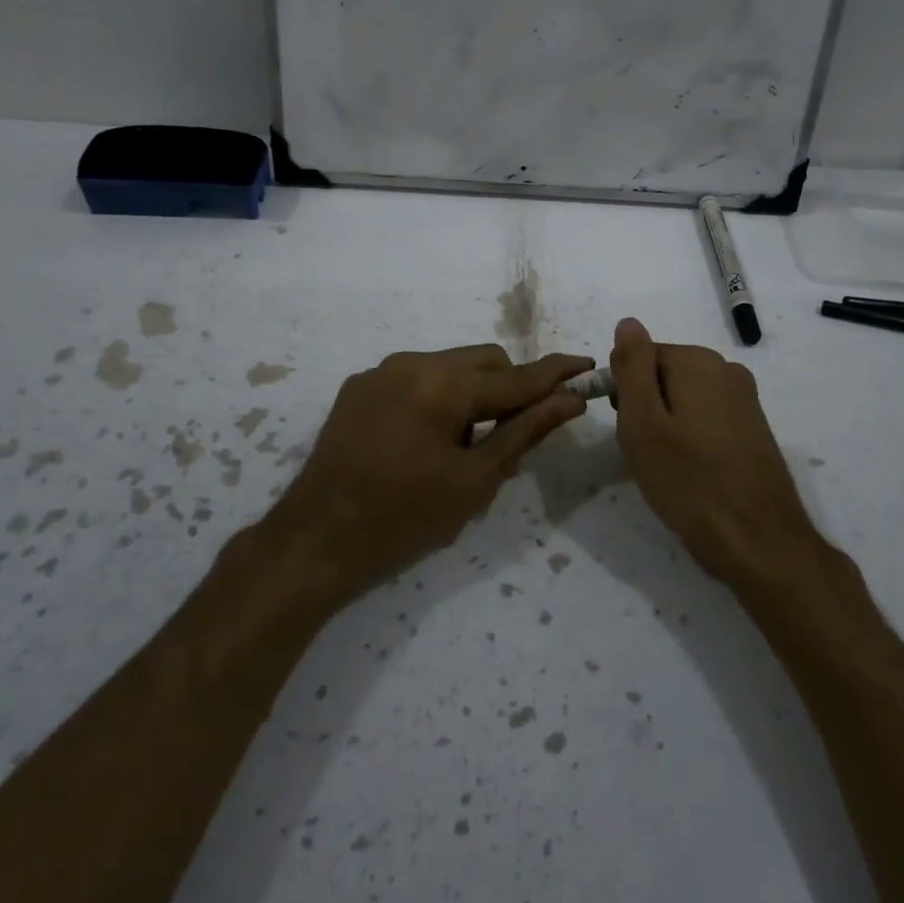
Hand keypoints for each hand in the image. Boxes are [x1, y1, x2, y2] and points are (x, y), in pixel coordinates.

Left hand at [267, 345, 591, 606]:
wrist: (317, 541)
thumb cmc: (405, 518)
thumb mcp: (475, 480)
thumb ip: (525, 431)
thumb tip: (568, 400)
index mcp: (443, 384)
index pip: (515, 375)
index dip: (555, 374)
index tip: (586, 365)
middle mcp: (411, 363)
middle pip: (483, 361)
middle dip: (508, 389)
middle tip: (512, 436)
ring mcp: (380, 372)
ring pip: (449, 368)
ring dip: (471, 396)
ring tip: (462, 448)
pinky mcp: (359, 388)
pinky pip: (415, 380)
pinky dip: (437, 400)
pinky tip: (425, 443)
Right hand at [608, 317, 820, 588]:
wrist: (758, 541)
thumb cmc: (689, 481)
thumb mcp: (643, 422)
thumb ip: (632, 366)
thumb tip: (628, 322)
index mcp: (698, 362)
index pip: (641, 357)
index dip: (624, 392)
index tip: (626, 429)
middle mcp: (727, 370)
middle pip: (664, 374)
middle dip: (646, 407)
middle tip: (645, 451)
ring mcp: (746, 400)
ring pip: (684, 399)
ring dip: (667, 425)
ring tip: (667, 466)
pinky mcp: (754, 428)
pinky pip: (706, 418)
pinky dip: (691, 438)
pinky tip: (692, 472)